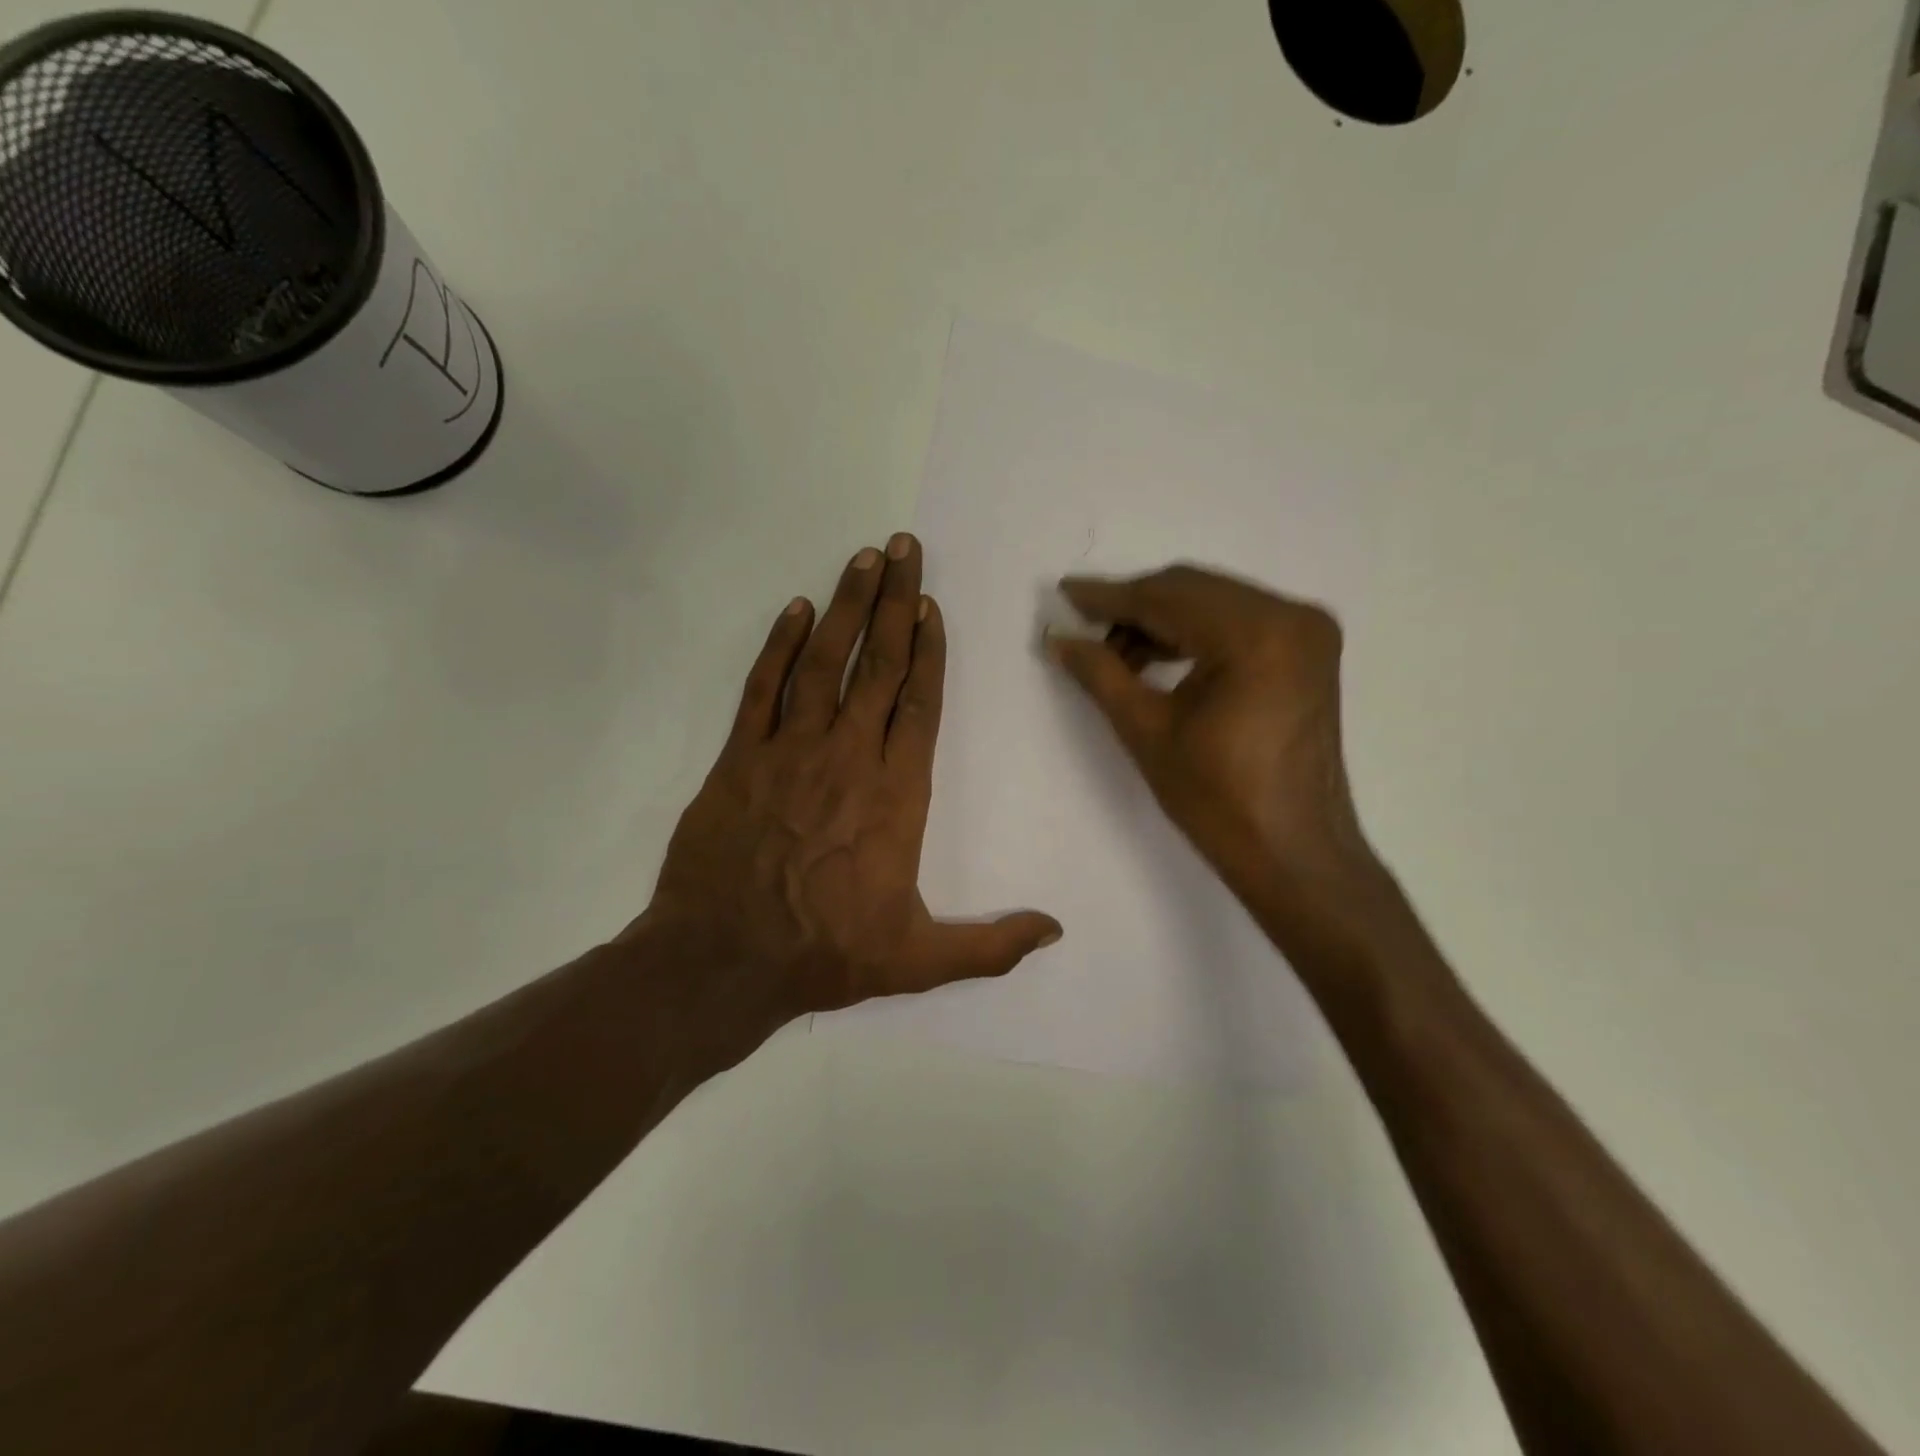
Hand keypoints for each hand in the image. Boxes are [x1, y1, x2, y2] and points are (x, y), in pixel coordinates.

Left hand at [635, 534, 1061, 1042]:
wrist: (723, 962)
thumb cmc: (826, 954)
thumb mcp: (919, 961)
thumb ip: (990, 945)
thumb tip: (1056, 930)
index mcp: (896, 796)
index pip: (919, 706)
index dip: (928, 651)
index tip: (931, 605)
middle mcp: (848, 758)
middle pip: (879, 666)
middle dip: (894, 602)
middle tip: (904, 547)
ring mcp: (790, 751)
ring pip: (824, 663)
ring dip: (845, 607)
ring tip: (864, 557)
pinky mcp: (738, 758)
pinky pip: (762, 689)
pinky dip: (779, 646)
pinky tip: (795, 609)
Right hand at [1045, 565, 1379, 917]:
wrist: (1293, 853)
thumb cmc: (1218, 800)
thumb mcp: (1147, 732)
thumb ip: (1101, 674)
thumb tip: (1059, 639)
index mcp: (1256, 635)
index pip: (1167, 598)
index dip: (1110, 597)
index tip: (1065, 593)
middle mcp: (1290, 616)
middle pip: (1193, 590)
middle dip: (1134, 606)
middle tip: (1084, 627)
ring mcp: (1306, 631)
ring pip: (1214, 602)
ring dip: (1162, 620)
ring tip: (1116, 654)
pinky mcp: (1307, 651)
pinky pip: (1238, 621)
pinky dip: (1195, 632)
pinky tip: (1157, 657)